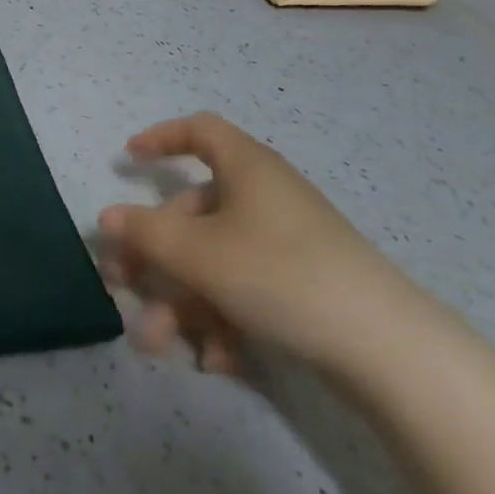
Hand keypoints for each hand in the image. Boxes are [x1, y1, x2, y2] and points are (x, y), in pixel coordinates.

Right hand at [98, 112, 416, 376]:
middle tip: (122, 284)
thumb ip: (146, 233)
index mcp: (246, 167)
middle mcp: (265, 195)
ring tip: (160, 346)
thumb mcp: (199, 253)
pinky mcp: (305, 284)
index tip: (128, 161)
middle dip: (154, 255)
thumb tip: (107, 218)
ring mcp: (288, 242)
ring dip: (182, 301)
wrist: (387, 349)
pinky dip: (225, 319)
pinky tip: (218, 362)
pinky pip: (248, 288)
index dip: (160, 139)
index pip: (199, 131)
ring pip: (216, 260)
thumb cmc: (279, 274)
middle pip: (195, 213)